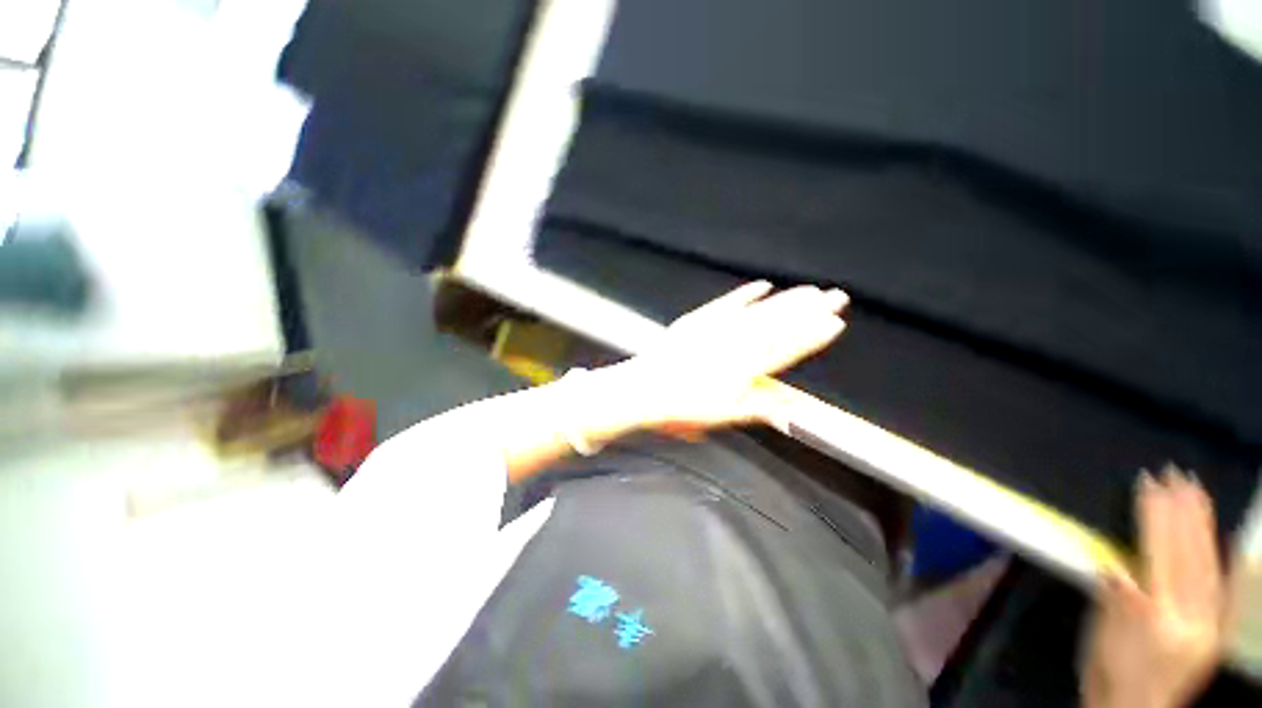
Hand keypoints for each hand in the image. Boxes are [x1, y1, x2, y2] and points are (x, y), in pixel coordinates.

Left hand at [613, 281, 848, 435]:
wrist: (644, 389)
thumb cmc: (681, 407)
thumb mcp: (723, 416)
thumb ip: (759, 408)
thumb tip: (792, 409)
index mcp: (743, 369)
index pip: (786, 349)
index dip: (812, 336)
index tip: (835, 323)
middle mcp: (734, 345)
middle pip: (779, 324)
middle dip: (810, 309)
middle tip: (836, 296)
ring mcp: (715, 329)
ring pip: (759, 311)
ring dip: (786, 299)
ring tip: (810, 290)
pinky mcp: (698, 319)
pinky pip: (727, 302)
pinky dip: (746, 294)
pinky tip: (763, 286)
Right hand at [1082, 467, 1225, 707]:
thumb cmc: (1108, 673)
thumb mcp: (1100, 639)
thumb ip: (1113, 600)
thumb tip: (1111, 564)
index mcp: (1158, 619)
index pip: (1158, 555)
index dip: (1154, 518)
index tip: (1149, 484)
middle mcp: (1192, 619)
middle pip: (1189, 556)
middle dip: (1183, 513)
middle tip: (1178, 475)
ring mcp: (1209, 625)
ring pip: (1211, 567)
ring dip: (1205, 527)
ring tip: (1198, 492)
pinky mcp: (1217, 632)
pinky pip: (1228, 593)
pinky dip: (1232, 564)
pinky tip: (1234, 543)